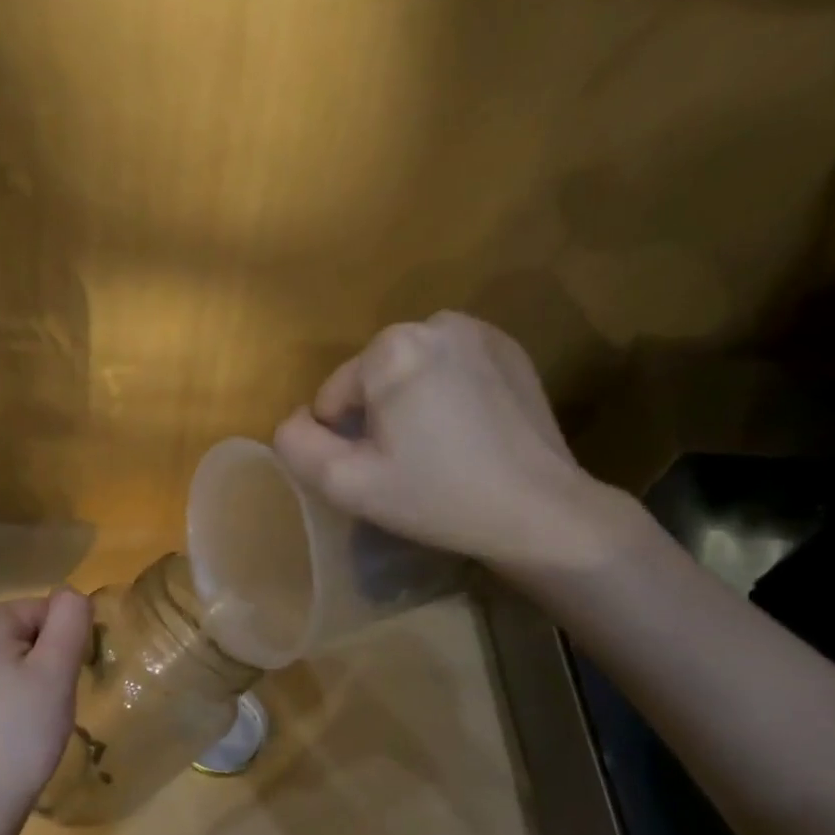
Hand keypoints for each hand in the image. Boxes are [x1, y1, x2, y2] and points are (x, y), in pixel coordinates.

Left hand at [0, 590, 92, 834]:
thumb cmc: (21, 737)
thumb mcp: (58, 673)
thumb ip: (71, 619)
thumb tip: (70, 595)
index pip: (41, 612)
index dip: (58, 648)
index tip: (54, 688)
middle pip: (14, 631)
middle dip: (33, 660)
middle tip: (38, 705)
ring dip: (9, 675)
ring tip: (13, 719)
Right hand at [274, 311, 631, 576]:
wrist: (539, 511)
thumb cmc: (437, 497)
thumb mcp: (347, 483)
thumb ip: (298, 445)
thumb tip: (295, 420)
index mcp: (391, 348)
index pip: (333, 397)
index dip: (345, 440)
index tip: (383, 469)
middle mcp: (434, 323)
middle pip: (372, 379)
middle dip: (378, 417)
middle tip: (409, 463)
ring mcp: (479, 332)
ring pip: (410, 372)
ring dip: (411, 404)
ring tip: (440, 447)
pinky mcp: (511, 349)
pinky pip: (451, 369)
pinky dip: (447, 394)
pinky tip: (469, 432)